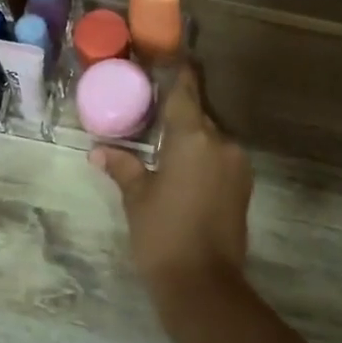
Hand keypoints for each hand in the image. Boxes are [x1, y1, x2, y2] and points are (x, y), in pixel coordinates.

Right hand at [91, 65, 251, 296]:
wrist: (203, 285)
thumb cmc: (162, 235)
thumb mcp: (137, 198)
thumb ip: (123, 166)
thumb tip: (99, 150)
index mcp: (194, 138)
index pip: (185, 93)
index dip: (178, 74)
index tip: (170, 57)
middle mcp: (221, 144)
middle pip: (199, 116)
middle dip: (179, 113)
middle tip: (152, 111)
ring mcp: (237, 166)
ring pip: (211, 139)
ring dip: (191, 138)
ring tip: (164, 145)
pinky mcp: (243, 187)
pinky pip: (219, 159)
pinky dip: (202, 158)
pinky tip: (182, 170)